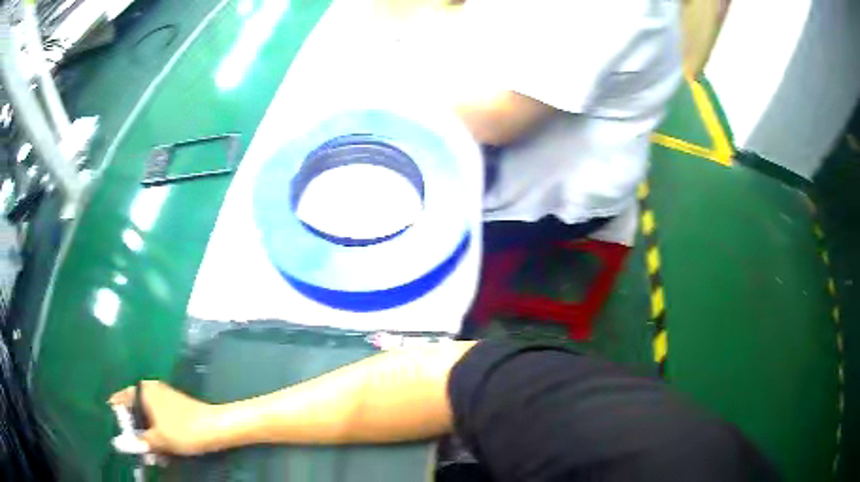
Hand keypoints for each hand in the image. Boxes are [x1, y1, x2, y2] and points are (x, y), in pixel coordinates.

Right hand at [108, 381, 220, 455]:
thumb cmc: (183, 430)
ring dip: (147, 434)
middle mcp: (152, 389)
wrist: (216, 427)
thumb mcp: (158, 439)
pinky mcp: (175, 407)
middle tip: (133, 446)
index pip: (122, 398)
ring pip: (148, 416)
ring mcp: (164, 397)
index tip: (112, 426)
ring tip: (149, 452)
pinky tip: (161, 448)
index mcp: (144, 390)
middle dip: (134, 429)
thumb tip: (121, 444)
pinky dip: (157, 432)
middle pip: (135, 408)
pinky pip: (159, 419)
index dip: (117, 412)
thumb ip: (140, 441)